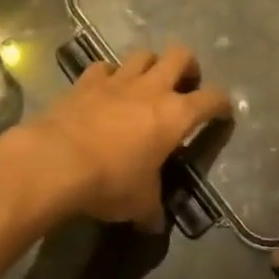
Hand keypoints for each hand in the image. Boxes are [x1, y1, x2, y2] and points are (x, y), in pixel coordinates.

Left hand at [18, 44, 231, 230]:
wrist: (56, 161)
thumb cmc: (110, 181)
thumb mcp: (139, 203)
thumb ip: (152, 209)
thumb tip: (154, 225)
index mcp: (176, 115)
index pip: (212, 98)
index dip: (222, 103)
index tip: (222, 112)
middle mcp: (151, 89)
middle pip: (181, 55)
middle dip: (188, 66)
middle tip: (184, 85)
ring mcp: (117, 80)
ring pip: (143, 54)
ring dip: (150, 66)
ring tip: (145, 84)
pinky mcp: (86, 81)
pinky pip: (104, 68)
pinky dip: (108, 76)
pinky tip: (104, 90)